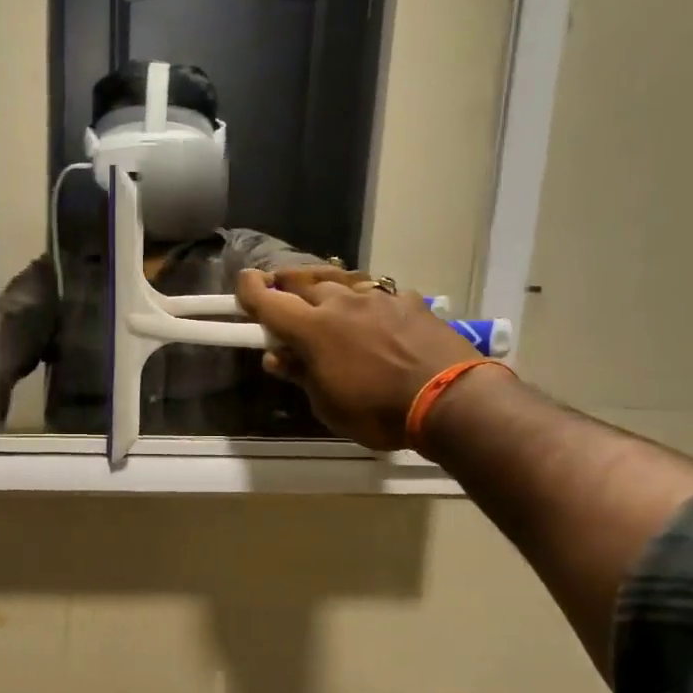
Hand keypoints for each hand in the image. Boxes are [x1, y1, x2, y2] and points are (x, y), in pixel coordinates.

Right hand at [235, 268, 482, 449]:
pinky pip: (375, 291)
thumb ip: (301, 375)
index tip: (242, 283)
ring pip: (339, 280)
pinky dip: (362, 298)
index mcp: (313, 329)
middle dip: (284, 283)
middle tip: (278, 291)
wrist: (450, 399)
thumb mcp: (329, 405)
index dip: (250, 289)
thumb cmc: (379, 412)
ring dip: (321, 284)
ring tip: (318, 292)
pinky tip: (369, 311)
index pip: (269, 300)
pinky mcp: (408, 301)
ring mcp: (378, 298)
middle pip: (302, 281)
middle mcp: (341, 303)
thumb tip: (277, 357)